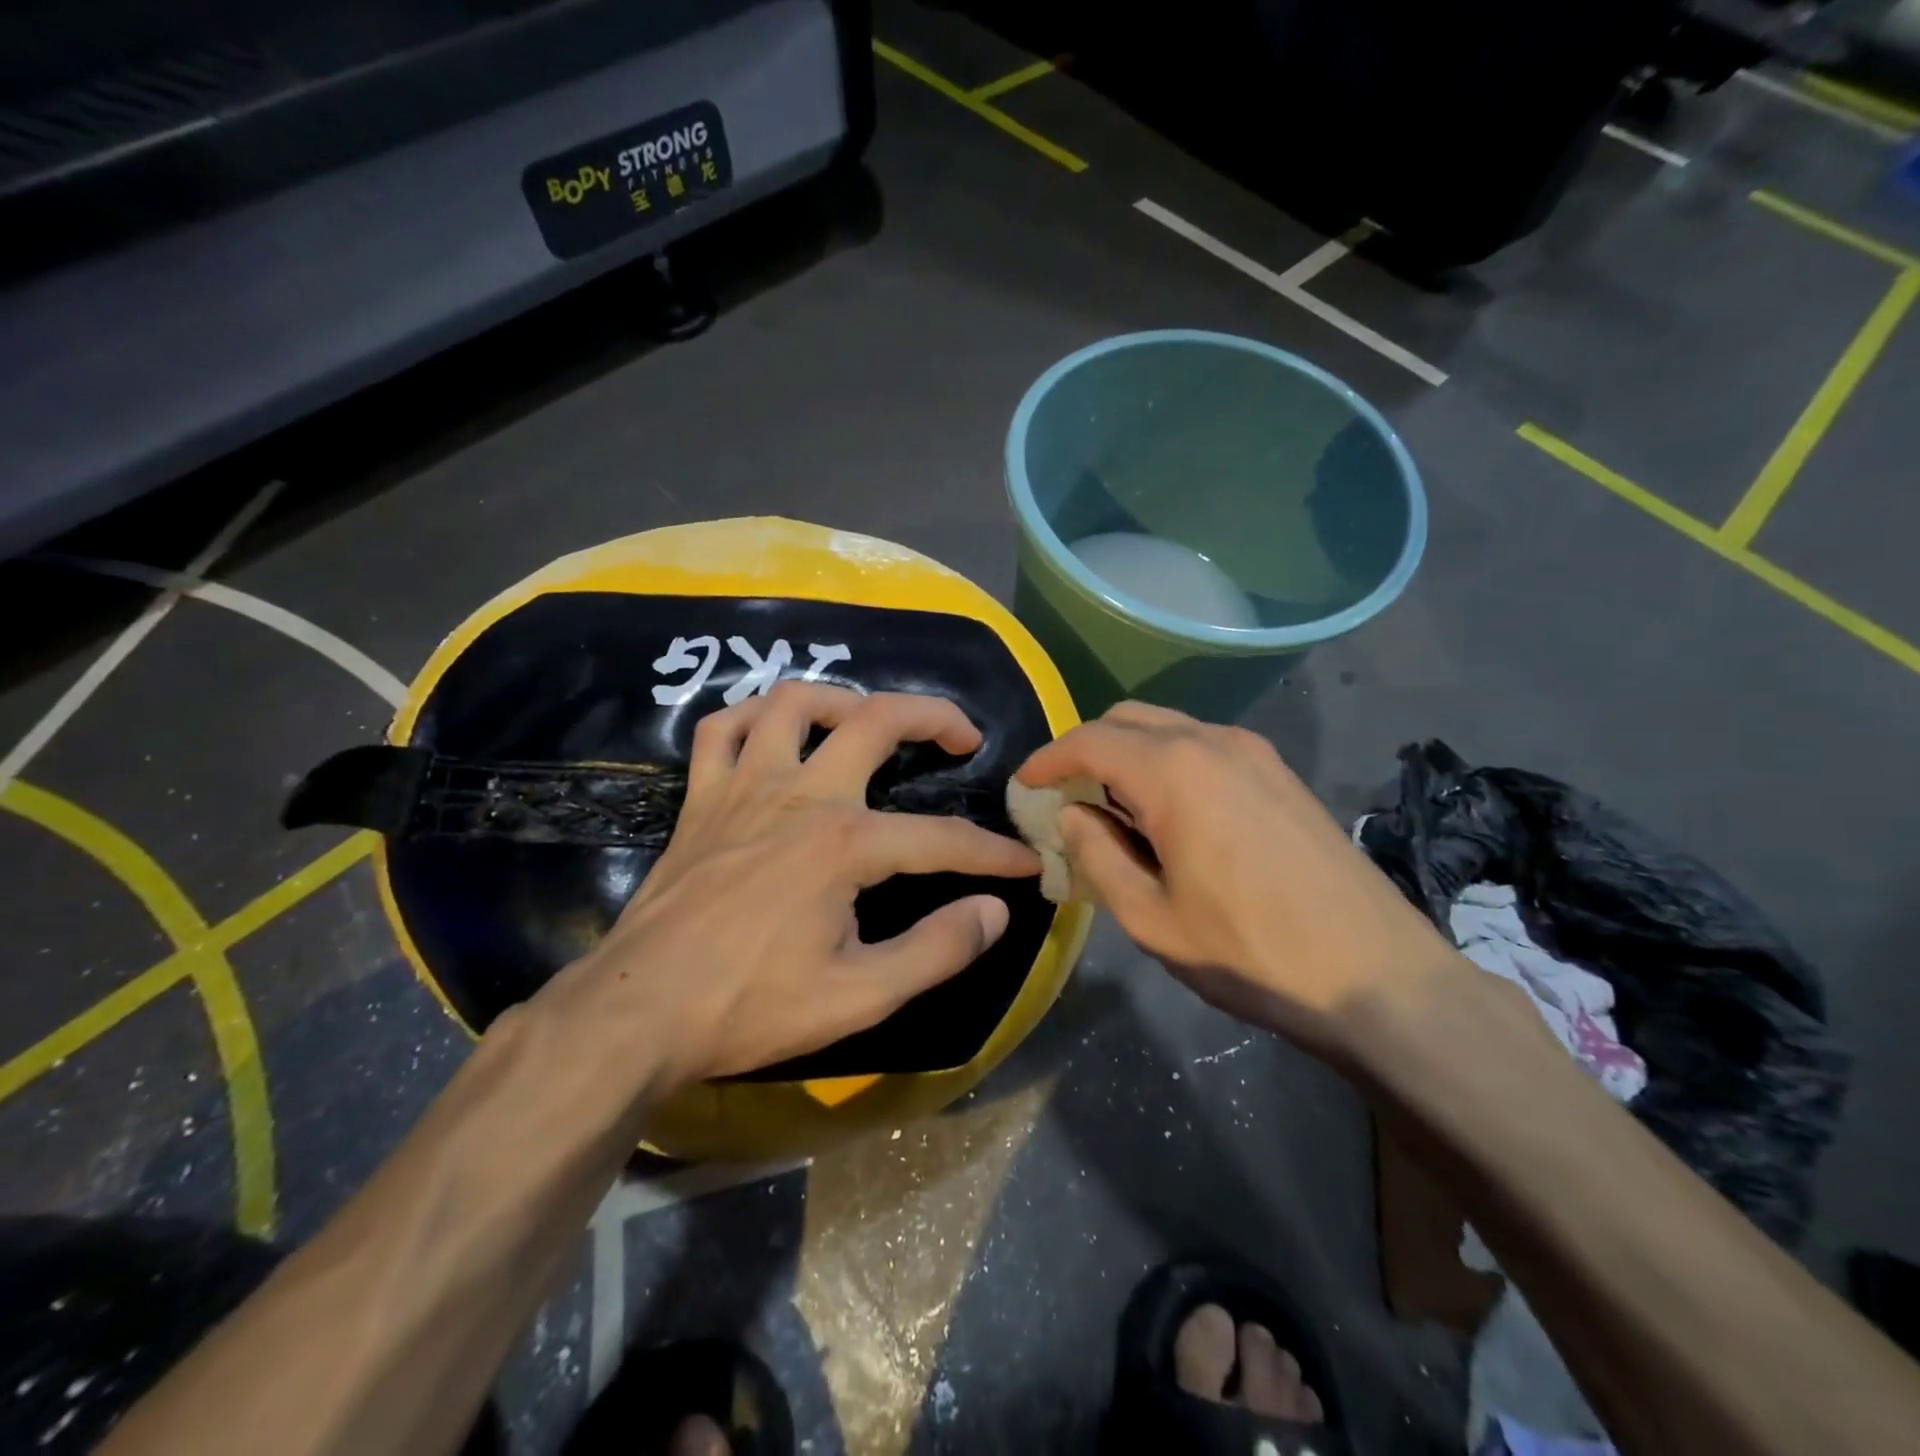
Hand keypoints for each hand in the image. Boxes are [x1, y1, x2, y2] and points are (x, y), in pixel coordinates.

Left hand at [559, 683, 1039, 1084]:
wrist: (640, 1013)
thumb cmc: (751, 1007)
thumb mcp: (859, 996)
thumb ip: (937, 950)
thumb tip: (994, 911)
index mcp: (844, 844)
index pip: (941, 838)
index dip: (992, 852)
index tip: (1026, 864)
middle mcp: (801, 795)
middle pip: (876, 721)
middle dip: (934, 717)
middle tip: (964, 737)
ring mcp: (745, 787)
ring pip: (794, 702)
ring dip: (843, 698)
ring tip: (870, 720)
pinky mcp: (702, 799)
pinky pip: (722, 729)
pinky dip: (752, 715)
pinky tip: (775, 729)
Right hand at [1015, 703, 1460, 1062]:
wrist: (1377, 975)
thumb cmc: (1251, 952)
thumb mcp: (1152, 918)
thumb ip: (1098, 856)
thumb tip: (1072, 814)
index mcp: (1173, 772)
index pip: (1089, 741)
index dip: (1048, 758)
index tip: (1024, 784)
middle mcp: (1212, 741)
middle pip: (1127, 719)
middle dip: (1086, 748)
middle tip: (1065, 795)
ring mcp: (1254, 751)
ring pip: (1168, 727)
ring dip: (1128, 753)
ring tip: (1113, 808)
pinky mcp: (1279, 772)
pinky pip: (1204, 745)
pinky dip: (1168, 761)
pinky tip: (1169, 812)